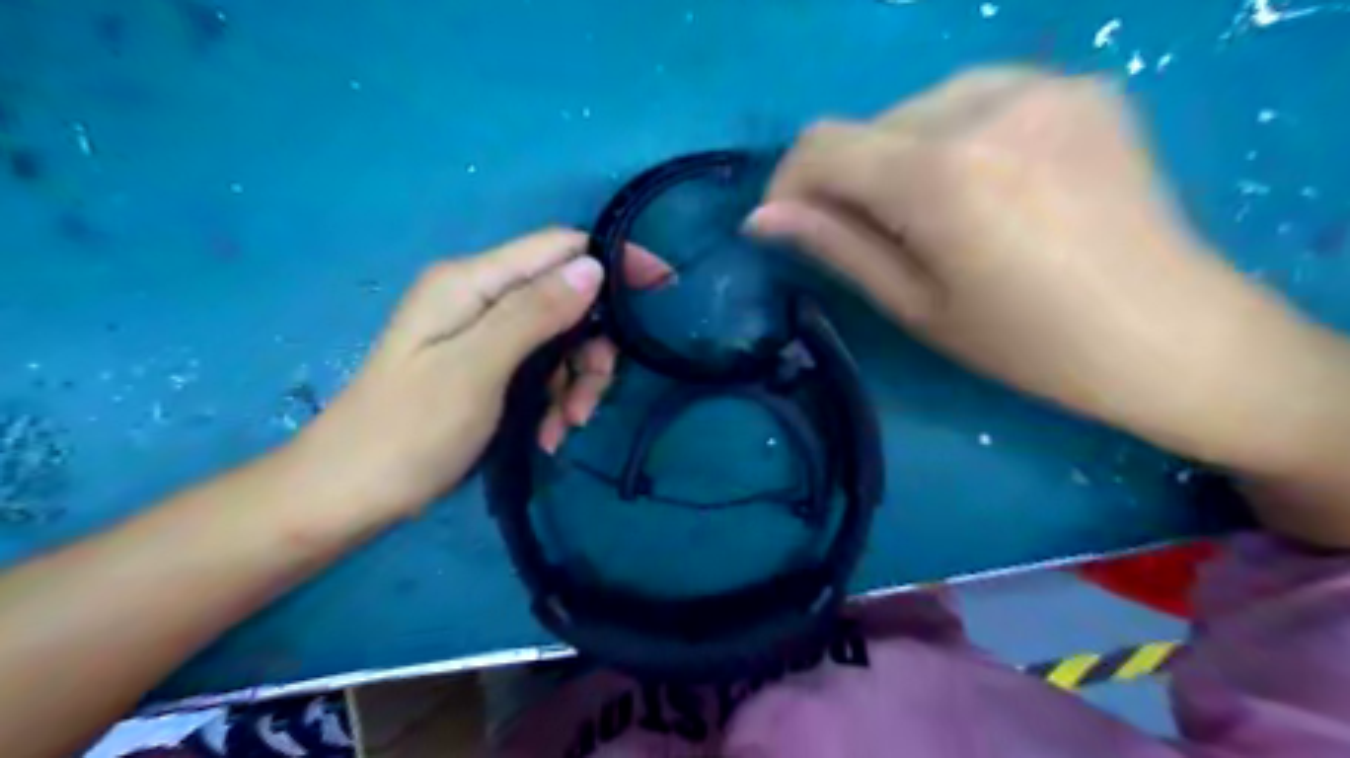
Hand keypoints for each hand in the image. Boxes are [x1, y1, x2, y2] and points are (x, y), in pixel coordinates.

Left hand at [297, 227, 675, 516]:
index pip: (561, 246)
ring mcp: (485, 335)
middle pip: (567, 300)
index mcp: (472, 282)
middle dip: (592, 348)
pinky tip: (549, 435)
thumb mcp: (476, 369)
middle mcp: (481, 298)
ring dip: (576, 383)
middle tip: (590, 398)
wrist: (349, 494)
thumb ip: (534, 313)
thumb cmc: (409, 430)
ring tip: (566, 427)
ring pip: (562, 341)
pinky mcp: (488, 368)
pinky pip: (542, 370)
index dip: (614, 260)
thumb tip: (593, 265)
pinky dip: (555, 400)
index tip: (662, 286)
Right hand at [749, 67, 1337, 468]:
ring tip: (938, 215)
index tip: (788, 222)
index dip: (790, 181)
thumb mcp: (915, 305)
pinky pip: (977, 98)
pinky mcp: (1079, 82)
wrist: (1167, 332)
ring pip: (919, 107)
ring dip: (902, 157)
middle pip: (870, 125)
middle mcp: (985, 105)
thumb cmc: (1026, 343)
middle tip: (878, 238)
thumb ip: (837, 246)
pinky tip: (989, 185)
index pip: (823, 144)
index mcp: (940, 175)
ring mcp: (1041, 83)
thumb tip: (763, 218)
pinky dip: (955, 138)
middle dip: (852, 178)